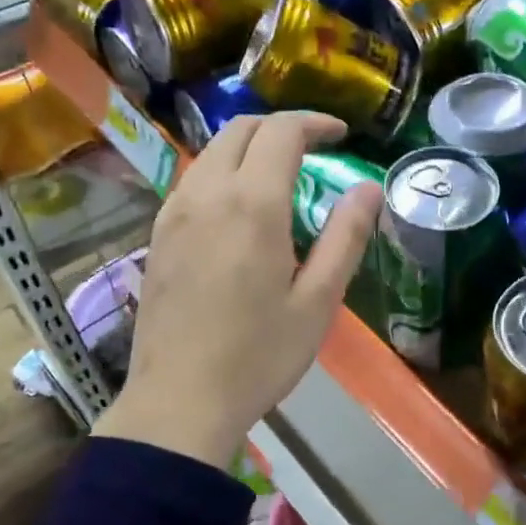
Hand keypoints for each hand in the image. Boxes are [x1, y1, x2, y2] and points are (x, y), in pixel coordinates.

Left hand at [93, 112, 380, 466]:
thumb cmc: (260, 356)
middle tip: (314, 150)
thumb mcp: (319, 301)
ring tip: (280, 177)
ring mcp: (173, 213)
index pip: (281, 132)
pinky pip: (192, 182)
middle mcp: (206, 194)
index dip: (314, 123)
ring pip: (212, 154)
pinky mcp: (156, 235)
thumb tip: (368, 188)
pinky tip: (239, 210)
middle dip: (280, 128)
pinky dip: (223, 173)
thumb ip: (346, 237)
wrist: (179, 401)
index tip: (341, 134)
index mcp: (252, 205)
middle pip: (240, 130)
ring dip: (249, 149)